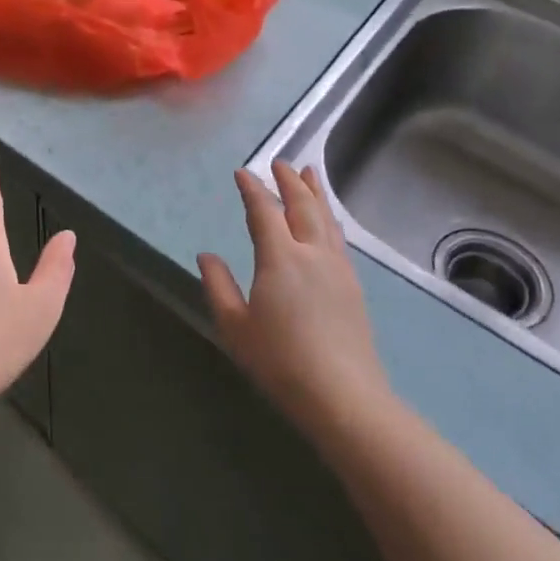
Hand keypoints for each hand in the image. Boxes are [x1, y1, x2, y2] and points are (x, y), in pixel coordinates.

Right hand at [197, 162, 389, 435]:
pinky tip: (327, 221)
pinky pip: (338, 237)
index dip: (252, 189)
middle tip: (281, 163)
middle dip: (290, 181)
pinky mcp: (353, 286)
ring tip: (310, 174)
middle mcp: (312, 253)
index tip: (242, 173)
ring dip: (315, 193)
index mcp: (280, 257)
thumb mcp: (235, 326)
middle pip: (302, 206)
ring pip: (326, 219)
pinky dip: (329, 218)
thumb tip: (206, 255)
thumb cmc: (280, 361)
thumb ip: (218, 286)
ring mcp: (337, 268)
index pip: (263, 211)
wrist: (343, 397)